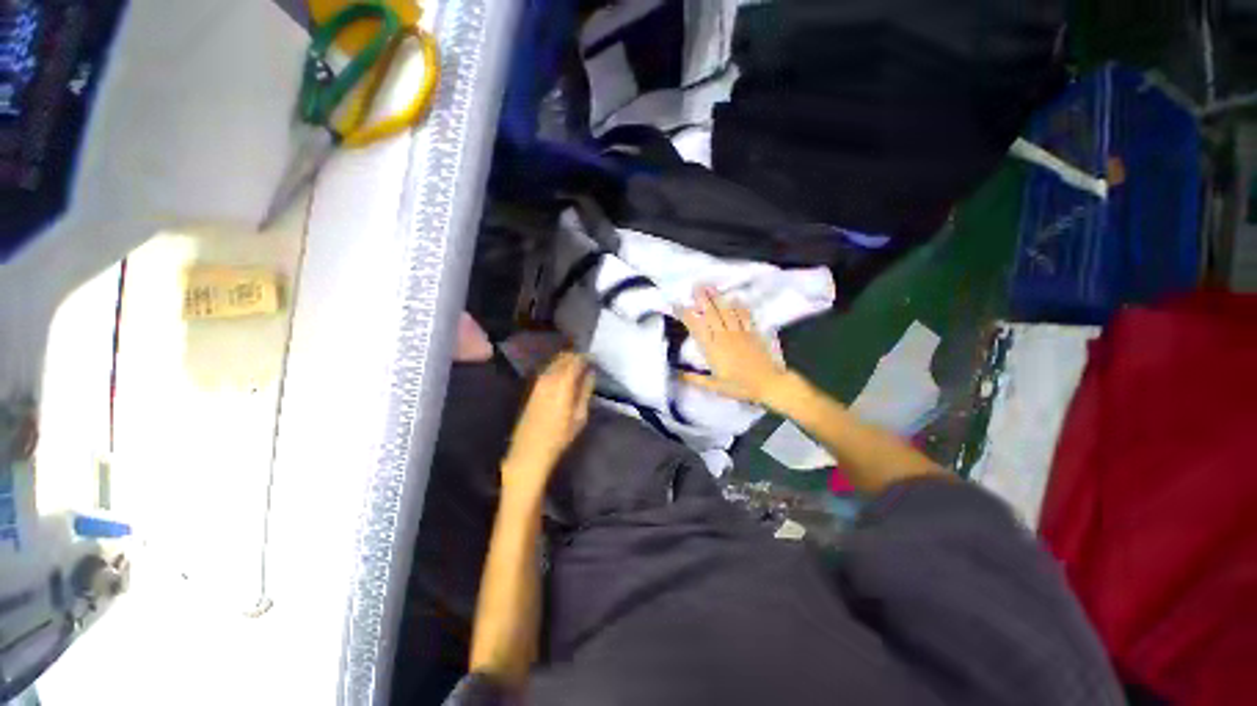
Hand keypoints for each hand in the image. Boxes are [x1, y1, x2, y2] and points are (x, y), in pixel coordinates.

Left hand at [503, 353, 594, 498]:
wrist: (529, 451)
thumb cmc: (559, 437)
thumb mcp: (580, 416)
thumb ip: (585, 391)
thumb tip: (591, 373)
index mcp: (562, 384)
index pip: (575, 360)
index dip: (586, 356)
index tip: (596, 358)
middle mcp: (548, 378)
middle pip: (563, 357)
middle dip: (576, 356)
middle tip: (588, 361)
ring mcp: (538, 382)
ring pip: (554, 362)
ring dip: (567, 361)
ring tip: (579, 367)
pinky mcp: (533, 388)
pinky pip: (548, 370)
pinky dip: (558, 367)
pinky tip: (565, 375)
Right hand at [680, 286, 789, 405]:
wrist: (768, 383)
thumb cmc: (739, 386)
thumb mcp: (714, 386)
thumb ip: (695, 379)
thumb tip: (678, 374)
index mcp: (712, 348)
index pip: (696, 327)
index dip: (685, 314)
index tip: (677, 305)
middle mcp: (723, 336)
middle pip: (711, 313)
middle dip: (702, 298)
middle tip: (695, 286)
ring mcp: (739, 332)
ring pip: (726, 311)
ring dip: (717, 298)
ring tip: (710, 286)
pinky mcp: (752, 332)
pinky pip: (744, 316)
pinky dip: (739, 306)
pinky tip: (735, 298)